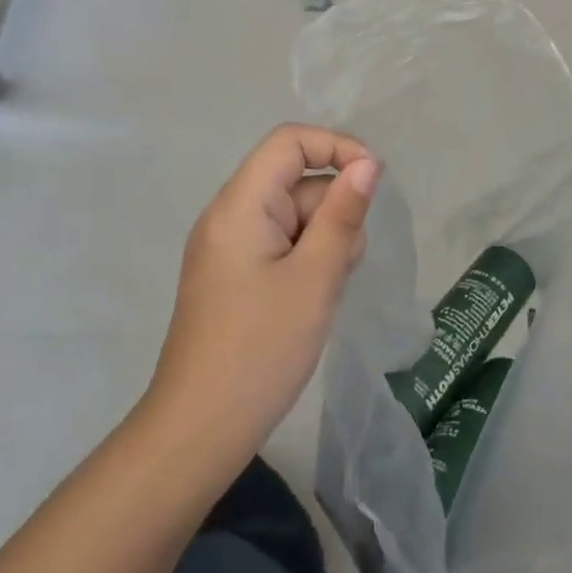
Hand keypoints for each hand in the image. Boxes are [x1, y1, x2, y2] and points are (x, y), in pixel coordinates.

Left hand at [149, 125, 378, 463]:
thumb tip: (368, 163)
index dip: (336, 147)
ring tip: (323, 292)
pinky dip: (305, 261)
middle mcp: (228, 215)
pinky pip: (280, 244)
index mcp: (240, 205)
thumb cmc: (261, 350)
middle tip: (342, 266)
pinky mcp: (233, 274)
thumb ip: (343, 214)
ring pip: (293, 215)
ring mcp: (228, 246)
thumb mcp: (316, 278)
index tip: (372, 183)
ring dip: (322, 241)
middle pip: (295, 181)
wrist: (199, 431)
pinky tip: (310, 301)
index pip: (290, 141)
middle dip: (332, 211)